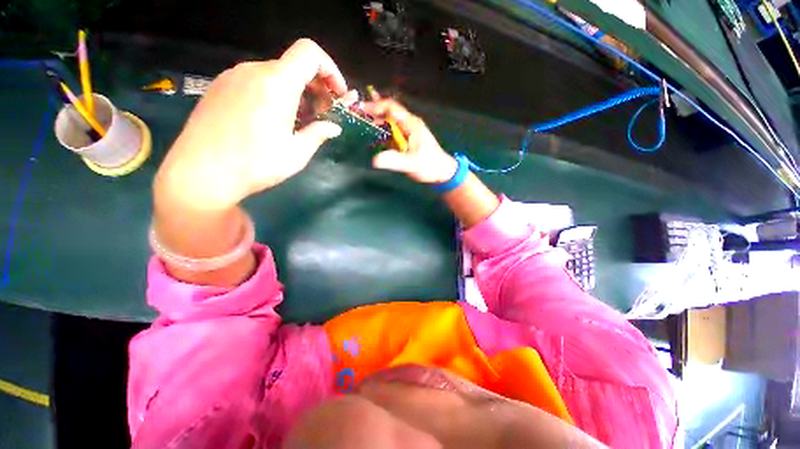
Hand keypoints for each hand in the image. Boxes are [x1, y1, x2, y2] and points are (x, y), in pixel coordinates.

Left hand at [155, 39, 347, 212]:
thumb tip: (333, 127)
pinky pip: (255, 81)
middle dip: (315, 86)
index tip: (337, 95)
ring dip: (295, 92)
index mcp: (276, 83)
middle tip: (321, 114)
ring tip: (298, 120)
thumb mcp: (296, 153)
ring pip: (274, 74)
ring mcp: (232, 77)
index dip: (330, 69)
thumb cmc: (255, 164)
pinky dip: (273, 93)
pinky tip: (272, 119)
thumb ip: (318, 134)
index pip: (309, 53)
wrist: (199, 173)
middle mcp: (253, 71)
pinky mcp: (219, 87)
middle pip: (293, 64)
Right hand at [362, 99, 457, 183]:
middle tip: (357, 118)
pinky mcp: (407, 142)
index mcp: (411, 124)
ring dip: (376, 124)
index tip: (361, 109)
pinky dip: (382, 135)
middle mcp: (408, 125)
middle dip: (373, 114)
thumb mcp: (412, 163)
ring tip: (362, 127)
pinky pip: (392, 134)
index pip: (391, 107)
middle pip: (388, 113)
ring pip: (389, 124)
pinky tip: (374, 140)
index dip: (376, 106)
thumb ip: (395, 161)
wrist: (442, 173)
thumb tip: (375, 160)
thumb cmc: (430, 165)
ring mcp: (407, 133)